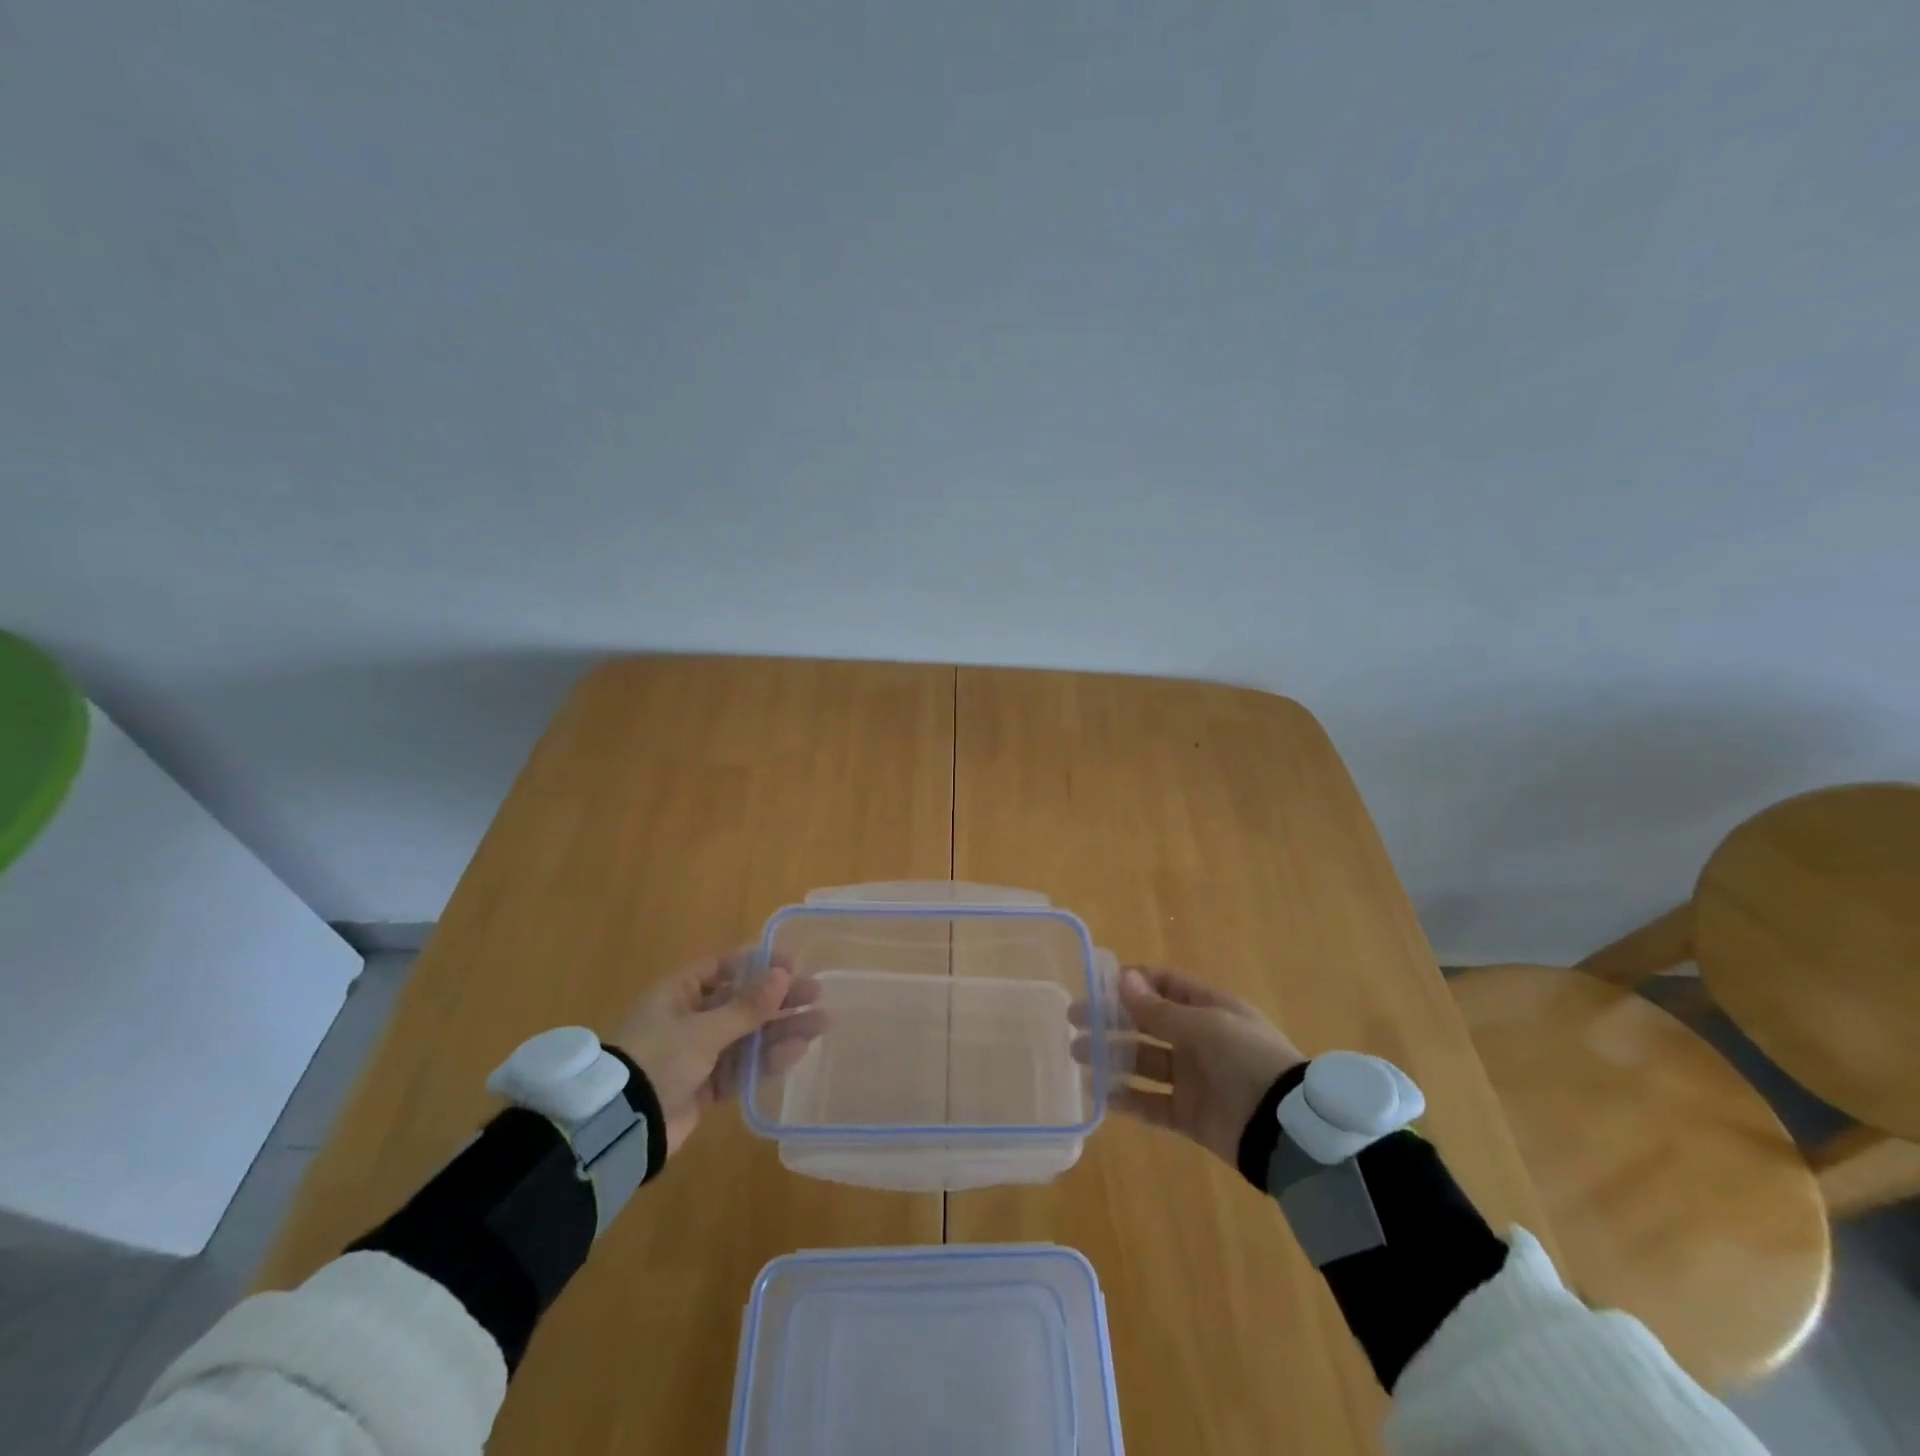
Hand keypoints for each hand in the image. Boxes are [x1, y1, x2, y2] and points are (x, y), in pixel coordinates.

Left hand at [609, 953, 826, 1155]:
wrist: (621, 1127)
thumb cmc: (657, 1059)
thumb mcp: (703, 1030)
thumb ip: (747, 1006)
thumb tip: (784, 974)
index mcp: (680, 993)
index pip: (724, 968)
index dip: (758, 964)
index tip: (792, 964)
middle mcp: (690, 1018)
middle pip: (742, 1001)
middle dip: (779, 999)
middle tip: (816, 993)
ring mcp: (699, 1054)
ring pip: (748, 1035)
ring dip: (783, 1029)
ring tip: (821, 1023)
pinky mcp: (706, 1086)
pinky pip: (743, 1066)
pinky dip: (768, 1059)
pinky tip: (798, 1051)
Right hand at [1084, 966, 1304, 1166]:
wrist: (1286, 1130)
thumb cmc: (1248, 1060)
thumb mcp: (1206, 1026)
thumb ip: (1160, 1010)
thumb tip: (1122, 979)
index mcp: (1209, 1009)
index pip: (1166, 986)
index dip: (1134, 982)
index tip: (1098, 984)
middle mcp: (1198, 1040)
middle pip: (1147, 1023)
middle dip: (1111, 1019)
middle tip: (1074, 1019)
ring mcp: (1193, 1079)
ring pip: (1143, 1062)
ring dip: (1112, 1056)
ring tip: (1078, 1054)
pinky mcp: (1189, 1115)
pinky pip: (1152, 1104)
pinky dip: (1128, 1100)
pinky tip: (1102, 1095)